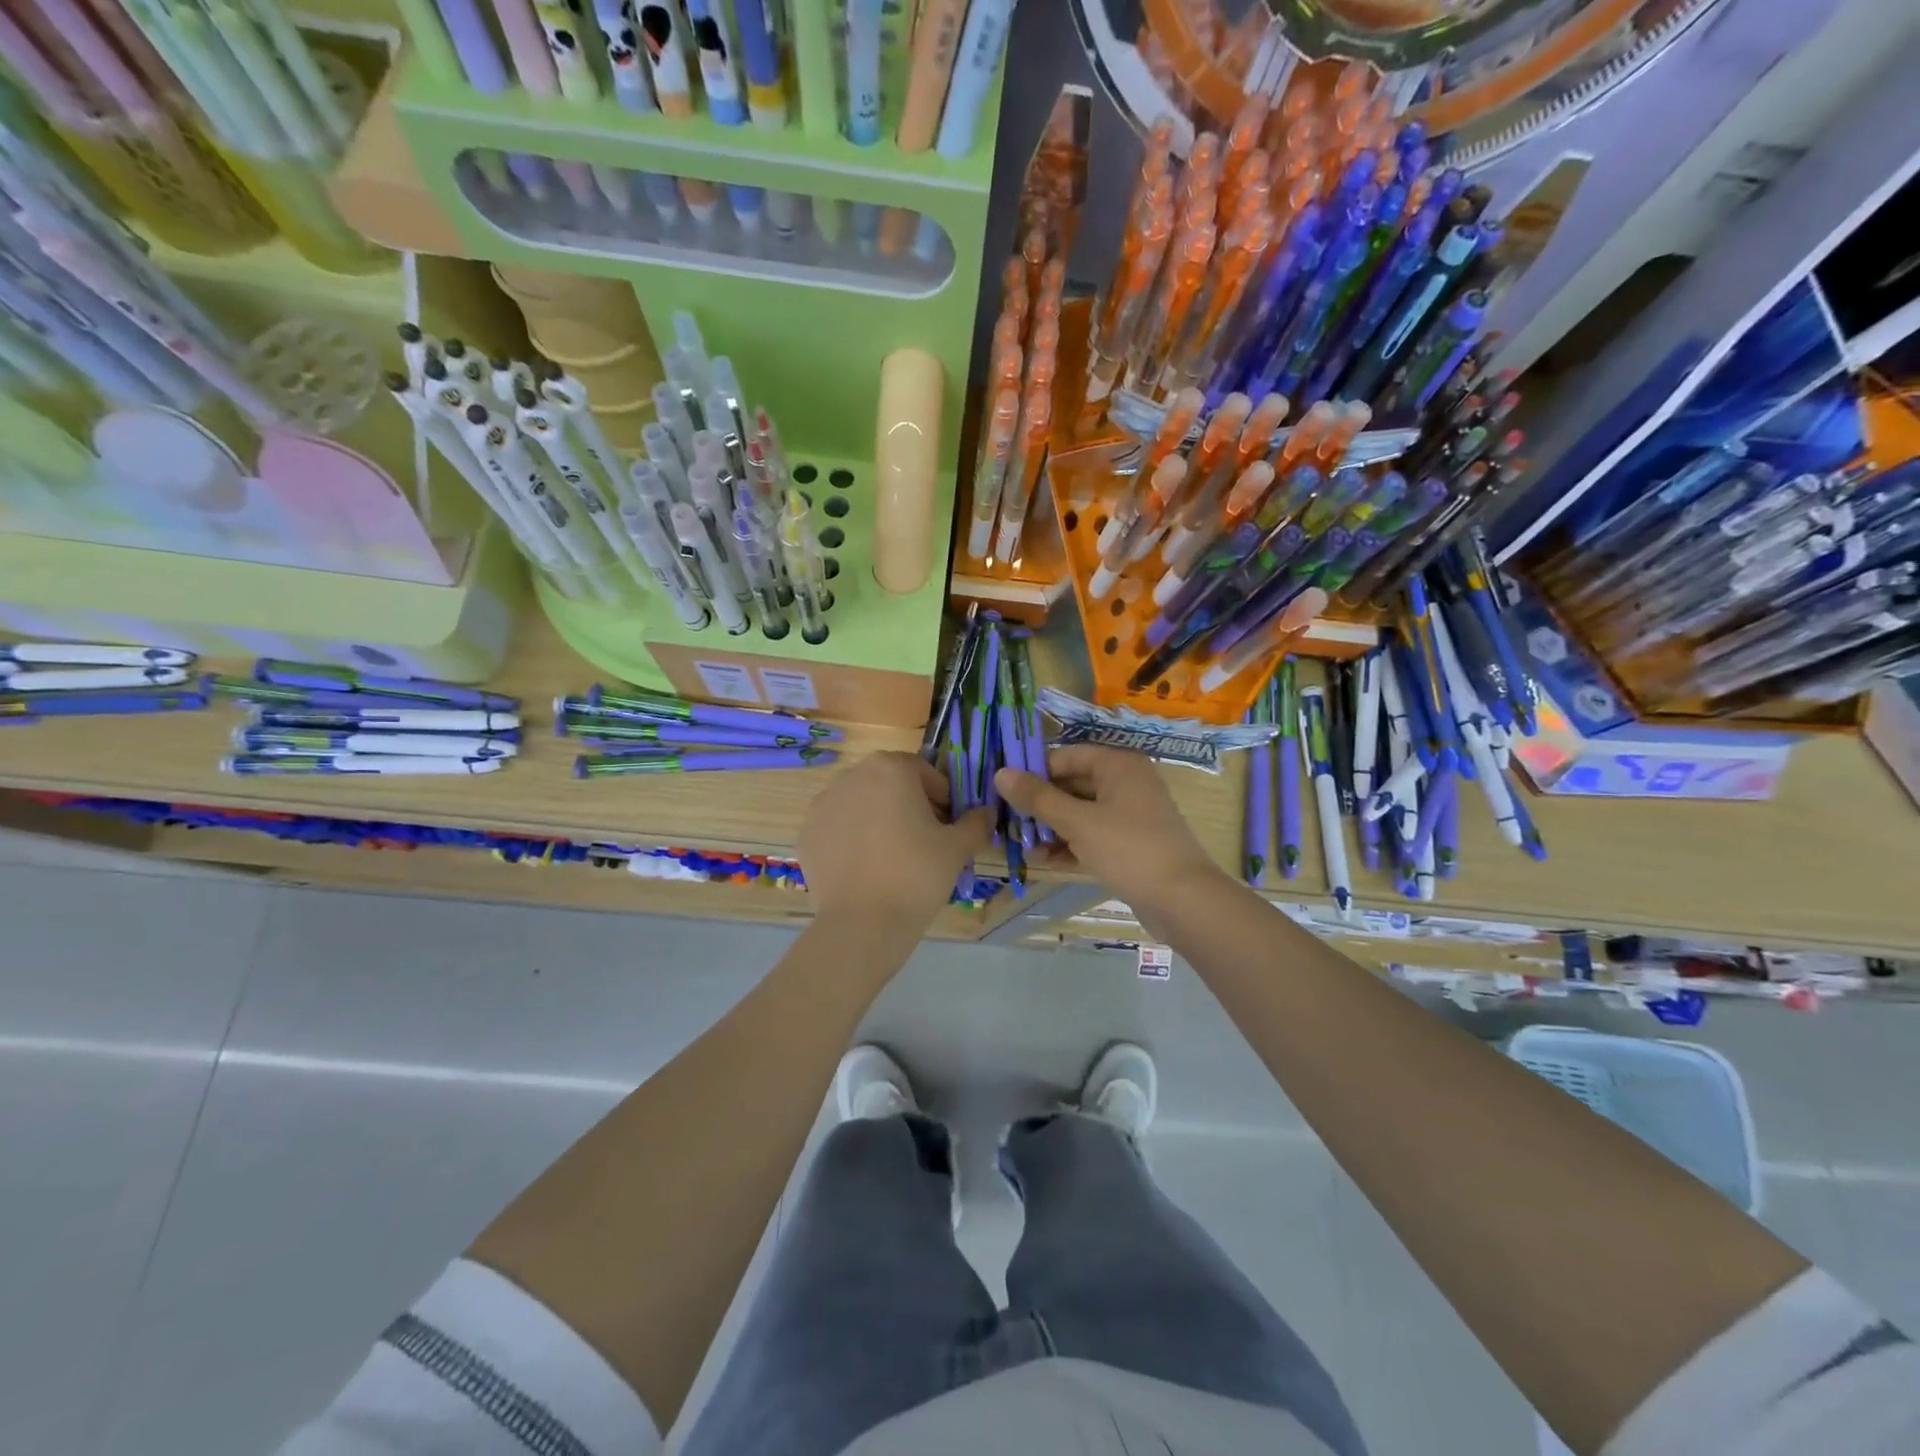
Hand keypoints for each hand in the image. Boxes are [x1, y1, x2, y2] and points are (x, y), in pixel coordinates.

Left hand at [799, 751, 990, 935]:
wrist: (862, 924)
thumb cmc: (916, 875)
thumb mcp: (958, 848)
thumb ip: (976, 823)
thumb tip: (986, 813)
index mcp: (890, 768)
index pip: (925, 772)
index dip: (942, 798)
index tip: (949, 826)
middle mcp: (852, 776)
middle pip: (890, 783)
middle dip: (909, 805)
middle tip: (924, 841)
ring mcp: (823, 804)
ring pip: (862, 803)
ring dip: (879, 818)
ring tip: (892, 857)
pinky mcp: (807, 832)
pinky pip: (838, 827)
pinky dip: (853, 838)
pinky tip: (866, 868)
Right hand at [996, 746, 1226, 936]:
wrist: (1183, 900)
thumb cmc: (1129, 849)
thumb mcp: (1077, 822)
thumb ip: (1038, 798)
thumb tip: (1000, 773)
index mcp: (1117, 764)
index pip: (1064, 757)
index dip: (1032, 772)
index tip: (1001, 791)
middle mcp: (1125, 782)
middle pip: (1071, 785)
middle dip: (1039, 805)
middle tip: (1005, 822)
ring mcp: (1129, 814)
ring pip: (1079, 813)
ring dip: (1051, 828)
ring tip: (1019, 845)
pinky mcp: (1129, 843)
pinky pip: (1091, 835)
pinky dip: (1070, 844)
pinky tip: (1043, 860)